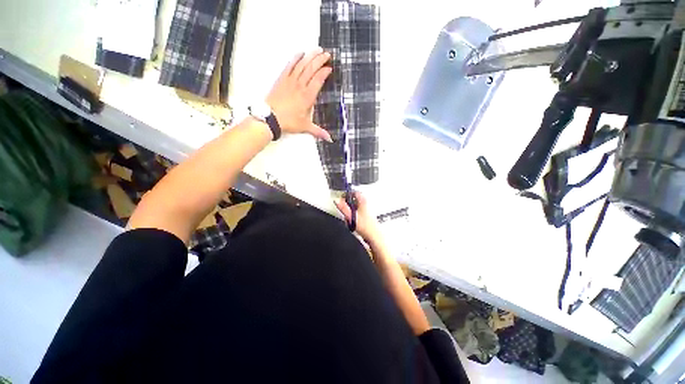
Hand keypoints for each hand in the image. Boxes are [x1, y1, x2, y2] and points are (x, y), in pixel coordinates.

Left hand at [266, 48, 332, 141]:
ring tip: (317, 50)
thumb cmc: (289, 122)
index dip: (324, 72)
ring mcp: (290, 81)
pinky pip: (289, 65)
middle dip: (320, 60)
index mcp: (307, 96)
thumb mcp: (306, 127)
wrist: (270, 118)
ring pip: (302, 65)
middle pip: (311, 69)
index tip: (330, 68)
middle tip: (327, 54)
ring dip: (310, 56)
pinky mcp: (282, 79)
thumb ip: (319, 132)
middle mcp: (300, 86)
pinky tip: (300, 53)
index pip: (318, 80)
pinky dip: (295, 58)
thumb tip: (330, 139)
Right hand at [334, 192, 380, 242]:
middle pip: (355, 199)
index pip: (354, 192)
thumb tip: (337, 200)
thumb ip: (343, 207)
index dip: (346, 194)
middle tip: (343, 208)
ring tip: (348, 217)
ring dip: (350, 210)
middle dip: (348, 204)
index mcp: (363, 201)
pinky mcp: (367, 216)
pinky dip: (354, 215)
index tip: (341, 198)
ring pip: (356, 206)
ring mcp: (368, 210)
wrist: (373, 235)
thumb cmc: (366, 226)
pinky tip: (353, 222)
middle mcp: (366, 204)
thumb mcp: (350, 216)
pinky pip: (358, 212)